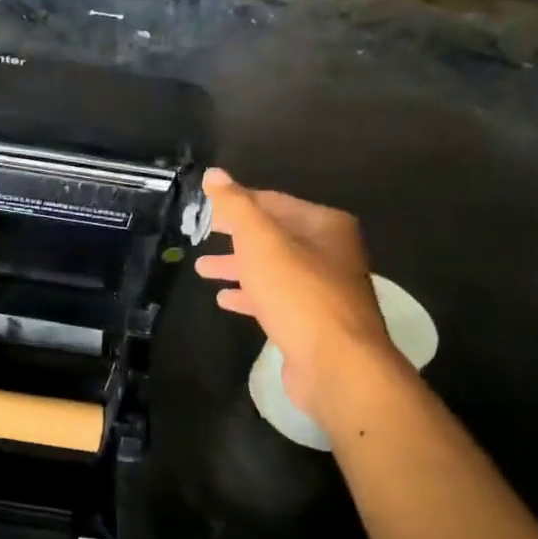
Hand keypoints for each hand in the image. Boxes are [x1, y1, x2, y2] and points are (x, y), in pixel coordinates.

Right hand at [194, 168, 399, 424]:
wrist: (337, 364)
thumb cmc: (298, 294)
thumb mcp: (261, 242)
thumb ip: (236, 206)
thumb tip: (213, 174)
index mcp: (325, 226)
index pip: (273, 202)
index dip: (237, 202)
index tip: (205, 206)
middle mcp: (330, 253)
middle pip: (273, 236)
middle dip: (235, 236)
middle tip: (200, 234)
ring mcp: (323, 289)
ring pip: (272, 269)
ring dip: (238, 267)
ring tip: (202, 270)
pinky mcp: (312, 322)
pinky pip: (275, 299)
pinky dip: (249, 296)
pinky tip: (225, 300)